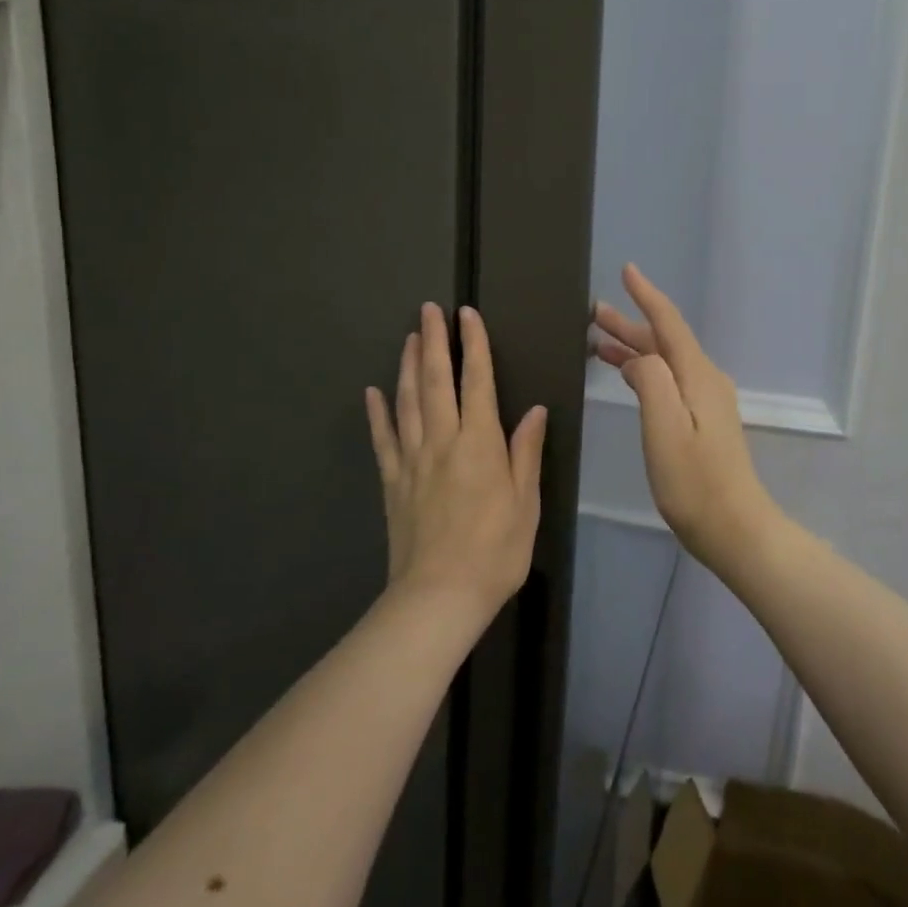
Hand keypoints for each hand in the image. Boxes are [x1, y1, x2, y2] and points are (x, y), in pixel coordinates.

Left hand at [366, 303, 546, 627]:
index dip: (474, 346)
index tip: (467, 315)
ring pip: (408, 402)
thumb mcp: (527, 502)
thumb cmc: (496, 550)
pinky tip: (373, 392)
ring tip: (410, 338)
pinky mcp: (392, 482)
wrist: (439, 596)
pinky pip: (383, 440)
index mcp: (480, 443)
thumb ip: (526, 452)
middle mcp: (443, 441)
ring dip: (409, 366)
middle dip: (434, 342)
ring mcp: (412, 461)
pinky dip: (378, 413)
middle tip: (428, 310)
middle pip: (436, 382)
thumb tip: (534, 410)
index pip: (478, 382)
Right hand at [592, 264, 780, 575]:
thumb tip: (641, 357)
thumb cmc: (695, 483)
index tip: (627, 270)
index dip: (647, 296)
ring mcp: (707, 402)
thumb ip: (651, 382)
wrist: (736, 529)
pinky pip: (668, 381)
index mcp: (697, 377)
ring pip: (665, 362)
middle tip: (593, 311)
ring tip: (597, 340)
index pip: (669, 324)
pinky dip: (644, 371)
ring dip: (634, 348)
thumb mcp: (665, 429)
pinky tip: (627, 375)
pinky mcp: (703, 422)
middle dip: (630, 324)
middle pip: (664, 341)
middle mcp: (705, 381)